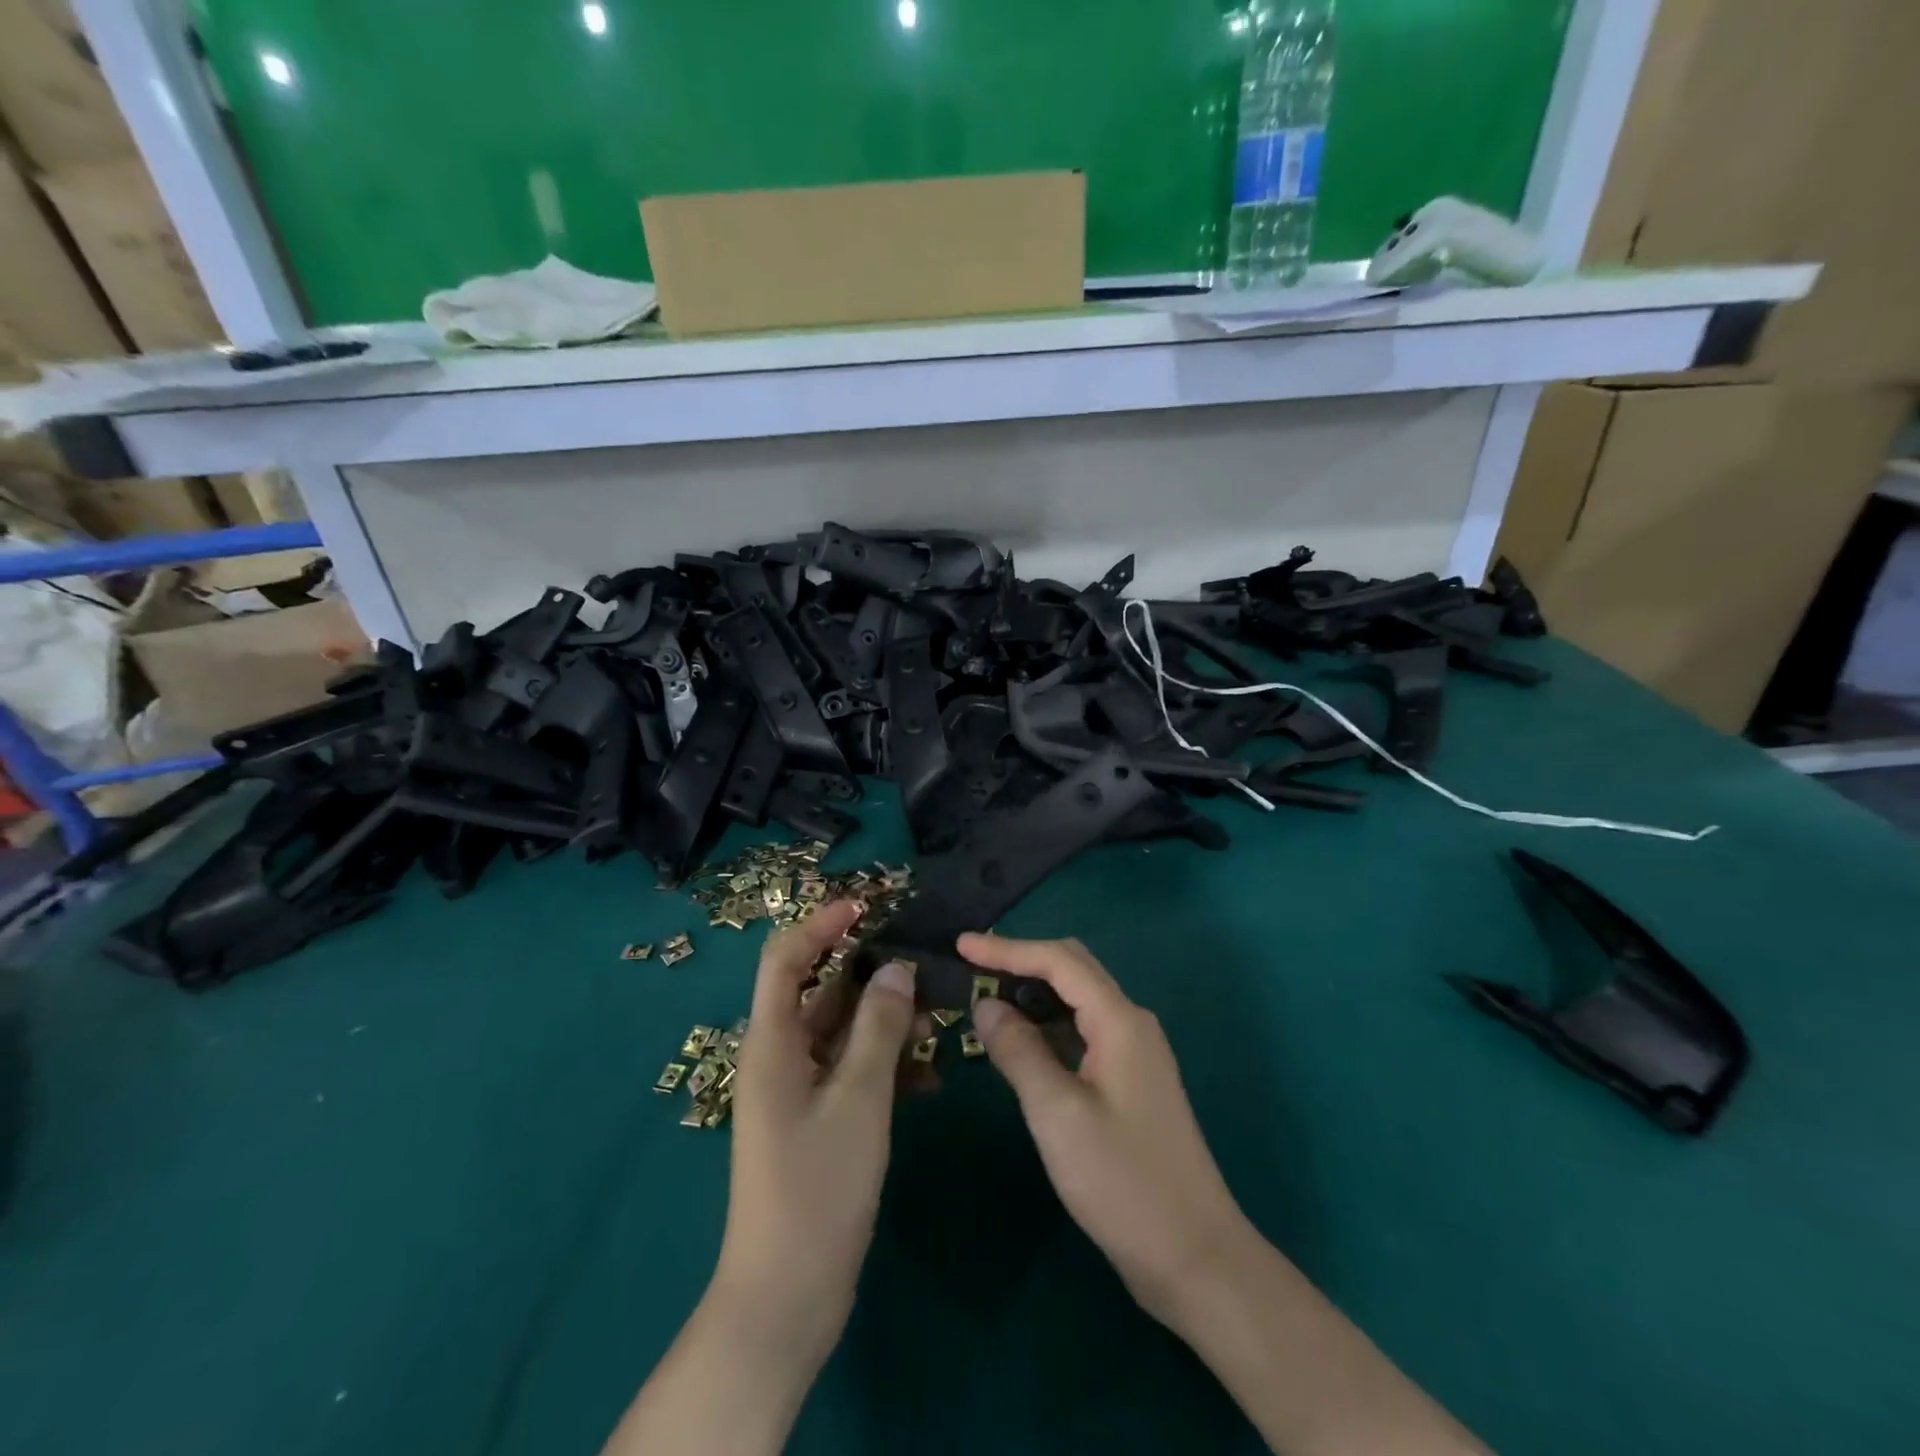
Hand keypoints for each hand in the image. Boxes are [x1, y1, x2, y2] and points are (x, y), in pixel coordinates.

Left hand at [713, 901, 924, 1370]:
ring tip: (937, 1020)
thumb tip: (896, 969)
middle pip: (821, 991)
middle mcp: (781, 1056)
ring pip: (844, 1032)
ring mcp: (799, 1090)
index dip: (820, 924)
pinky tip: (929, 1077)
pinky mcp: (819, 1119)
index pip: (786, 958)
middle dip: (869, 974)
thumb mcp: (858, 1099)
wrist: (788, 1295)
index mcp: (772, 1041)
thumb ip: (879, 1028)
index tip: (866, 907)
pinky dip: (886, 1064)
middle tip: (921, 965)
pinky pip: (853, 1071)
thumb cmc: (818, 1187)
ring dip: (885, 1021)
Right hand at [963, 932, 1250, 1325]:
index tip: (961, 945)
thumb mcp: (1058, 1113)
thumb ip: (1019, 1051)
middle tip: (972, 967)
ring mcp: (1135, 1053)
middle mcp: (1131, 1023)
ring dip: (1034, 992)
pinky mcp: (1131, 1081)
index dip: (1007, 948)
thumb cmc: (1122, 1182)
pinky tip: (1022, 1042)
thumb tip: (986, 1005)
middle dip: (1022, 961)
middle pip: (1073, 969)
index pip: (1058, 961)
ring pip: (1079, 1000)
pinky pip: (1084, 1031)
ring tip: (987, 999)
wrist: (1195, 1256)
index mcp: (1119, 1020)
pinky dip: (1049, 1025)